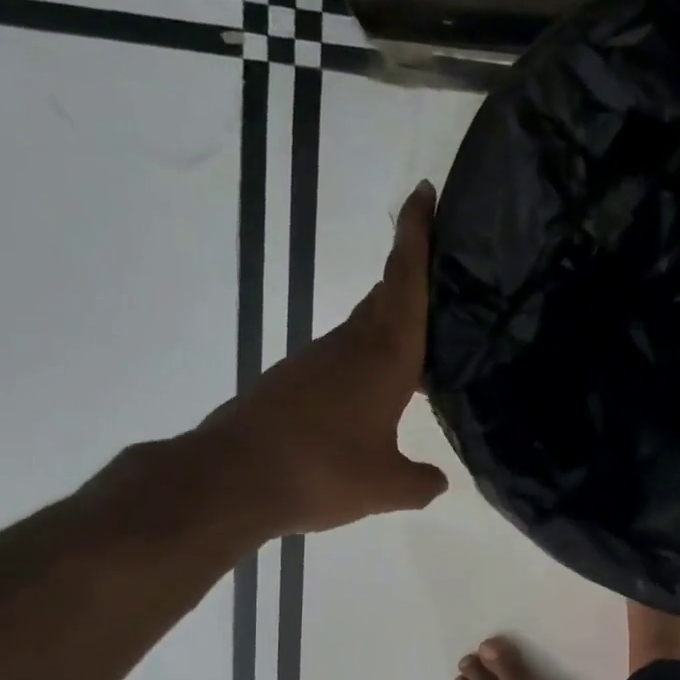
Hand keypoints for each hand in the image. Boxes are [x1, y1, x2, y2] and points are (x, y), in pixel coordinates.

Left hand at [184, 182, 449, 544]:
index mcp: (384, 357)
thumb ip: (420, 482)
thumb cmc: (324, 470)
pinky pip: (343, 359)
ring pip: (364, 330)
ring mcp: (316, 361)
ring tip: (422, 346)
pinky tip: (376, 394)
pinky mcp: (293, 382)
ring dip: (391, 327)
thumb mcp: (387, 486)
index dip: (416, 236)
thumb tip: (437, 481)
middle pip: (387, 298)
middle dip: (412, 278)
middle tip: (444, 277)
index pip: (405, 283)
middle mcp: (350, 347)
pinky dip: (367, 362)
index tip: (423, 192)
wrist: (235, 478)